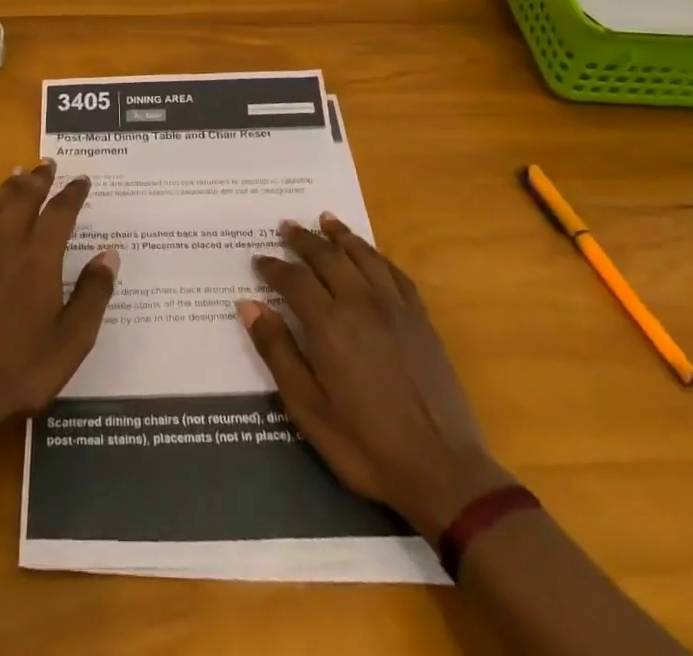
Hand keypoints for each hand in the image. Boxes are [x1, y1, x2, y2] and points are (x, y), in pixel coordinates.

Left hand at [0, 159, 119, 430]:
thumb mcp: (71, 340)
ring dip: (9, 186)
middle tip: (47, 163)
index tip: (82, 179)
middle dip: (38, 179)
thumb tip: (109, 254)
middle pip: (23, 199)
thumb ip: (92, 294)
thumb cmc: (21, 369)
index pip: (60, 213)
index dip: (72, 193)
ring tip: (18, 172)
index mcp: (40, 260)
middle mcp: (8, 246)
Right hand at [239, 214, 510, 534]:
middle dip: (303, 240)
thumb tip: (249, 306)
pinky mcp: (420, 319)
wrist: (443, 472)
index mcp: (329, 325)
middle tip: (286, 227)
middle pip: (327, 257)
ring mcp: (395, 307)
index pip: (293, 280)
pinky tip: (369, 252)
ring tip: (324, 220)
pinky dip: (376, 254)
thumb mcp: (308, 409)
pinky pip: (394, 272)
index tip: (259, 260)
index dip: (273, 267)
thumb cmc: (366, 446)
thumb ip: (278, 352)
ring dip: (340, 235)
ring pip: (362, 255)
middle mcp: (360, 303)